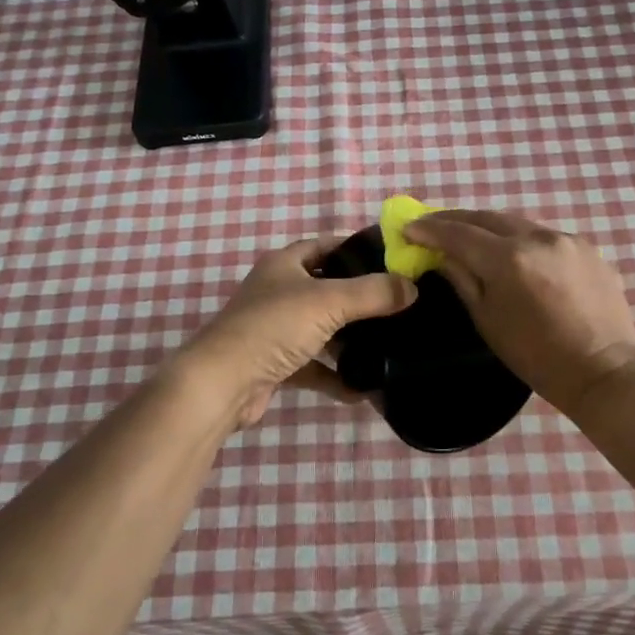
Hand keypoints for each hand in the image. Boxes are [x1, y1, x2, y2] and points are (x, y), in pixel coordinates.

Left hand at [182, 236, 417, 428]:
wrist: (221, 384)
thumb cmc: (273, 327)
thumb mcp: (329, 301)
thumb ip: (373, 292)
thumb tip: (412, 287)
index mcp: (284, 265)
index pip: (324, 245)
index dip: (355, 248)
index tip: (391, 259)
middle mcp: (277, 292)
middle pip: (326, 288)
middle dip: (359, 297)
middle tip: (398, 304)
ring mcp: (274, 330)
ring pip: (321, 329)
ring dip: (349, 339)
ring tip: (388, 345)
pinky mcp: (274, 364)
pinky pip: (314, 366)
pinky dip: (336, 376)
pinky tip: (364, 389)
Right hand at [403, 210, 634, 415]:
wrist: (604, 369)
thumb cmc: (537, 356)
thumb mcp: (488, 321)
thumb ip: (463, 279)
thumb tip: (442, 255)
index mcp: (508, 259)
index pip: (459, 233)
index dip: (430, 229)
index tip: (407, 227)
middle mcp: (537, 237)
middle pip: (487, 217)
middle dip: (457, 220)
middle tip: (432, 225)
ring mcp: (566, 238)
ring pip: (517, 222)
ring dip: (489, 226)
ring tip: (469, 235)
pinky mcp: (587, 247)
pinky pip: (544, 235)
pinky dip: (521, 239)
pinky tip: (514, 253)